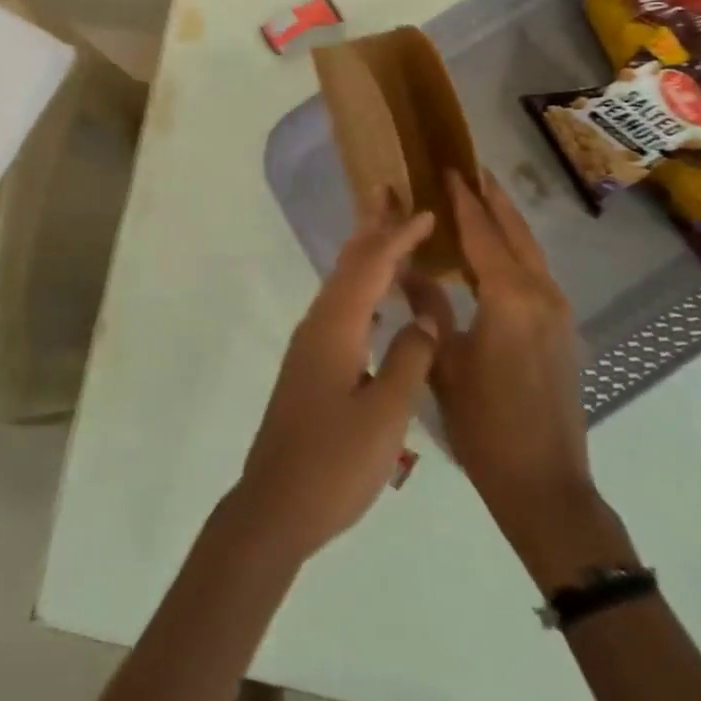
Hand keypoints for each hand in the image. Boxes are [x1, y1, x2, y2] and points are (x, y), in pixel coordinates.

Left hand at [234, 190, 444, 562]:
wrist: (276, 505)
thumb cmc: (334, 463)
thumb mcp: (384, 415)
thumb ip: (409, 360)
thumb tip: (424, 320)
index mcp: (335, 330)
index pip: (370, 267)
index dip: (397, 237)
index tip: (424, 211)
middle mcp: (317, 327)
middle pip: (347, 265)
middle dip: (371, 229)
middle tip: (390, 194)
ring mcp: (309, 347)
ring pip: (340, 285)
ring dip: (365, 256)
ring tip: (389, 234)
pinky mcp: (310, 366)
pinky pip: (340, 309)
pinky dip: (362, 289)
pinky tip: (377, 300)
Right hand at [433, 170, 630, 586]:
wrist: (543, 481)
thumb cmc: (484, 422)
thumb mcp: (444, 362)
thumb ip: (427, 307)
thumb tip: (406, 267)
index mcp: (509, 298)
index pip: (482, 234)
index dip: (464, 201)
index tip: (448, 169)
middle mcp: (541, 296)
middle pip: (517, 234)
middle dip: (494, 200)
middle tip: (472, 170)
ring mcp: (558, 314)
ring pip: (532, 253)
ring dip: (508, 224)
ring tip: (484, 200)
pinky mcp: (563, 332)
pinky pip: (538, 275)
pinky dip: (517, 252)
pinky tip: (498, 255)